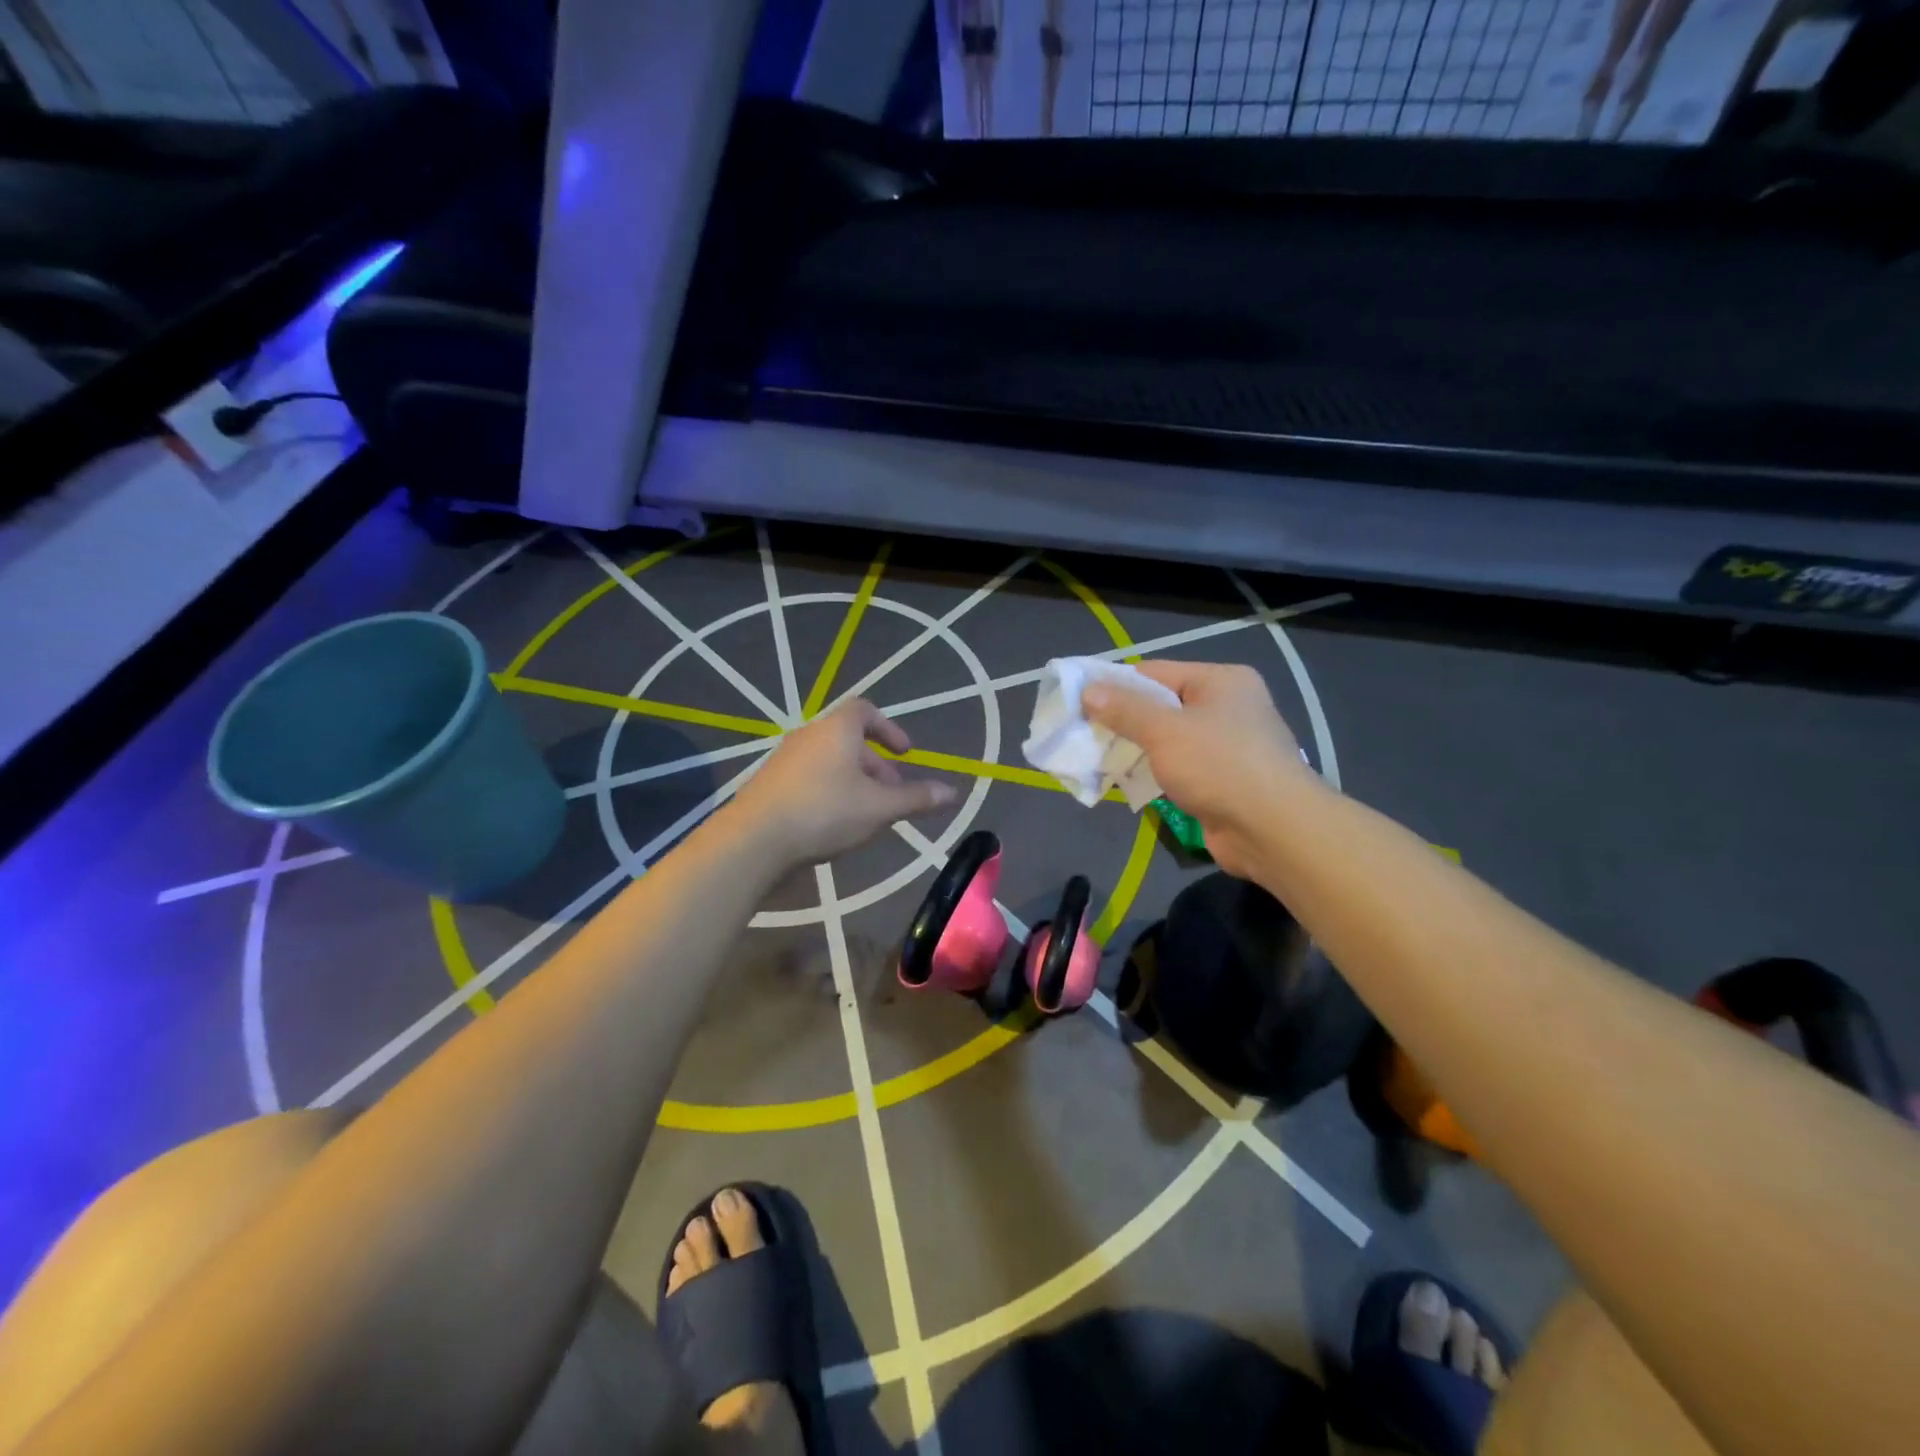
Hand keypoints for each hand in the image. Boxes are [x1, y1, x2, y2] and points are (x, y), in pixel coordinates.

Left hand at [730, 700, 957, 868]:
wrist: (754, 840)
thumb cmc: (825, 813)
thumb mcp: (879, 808)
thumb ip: (916, 799)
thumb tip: (952, 792)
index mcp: (837, 729)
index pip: (866, 710)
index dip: (889, 728)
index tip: (905, 753)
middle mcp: (809, 735)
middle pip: (849, 739)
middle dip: (876, 765)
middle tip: (892, 796)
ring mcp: (785, 758)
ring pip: (829, 761)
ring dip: (854, 781)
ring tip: (867, 815)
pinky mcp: (769, 783)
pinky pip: (809, 777)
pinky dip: (830, 791)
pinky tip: (834, 824)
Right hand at [1083, 660, 1316, 878]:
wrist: (1274, 831)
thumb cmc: (1220, 767)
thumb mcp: (1165, 731)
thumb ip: (1124, 710)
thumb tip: (1088, 691)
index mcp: (1221, 681)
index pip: (1155, 672)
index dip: (1116, 686)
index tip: (1080, 703)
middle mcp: (1227, 707)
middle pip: (1161, 706)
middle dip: (1123, 722)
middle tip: (1084, 735)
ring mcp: (1227, 745)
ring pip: (1168, 740)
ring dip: (1136, 750)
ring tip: (1098, 760)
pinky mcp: (1223, 780)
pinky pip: (1179, 768)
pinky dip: (1155, 773)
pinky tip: (1128, 783)